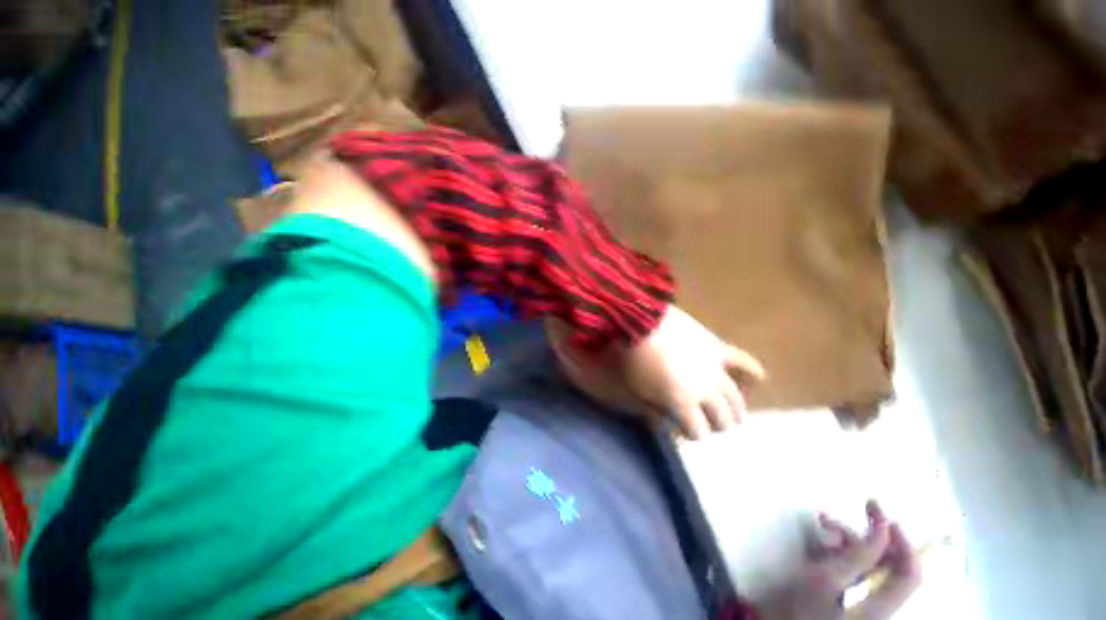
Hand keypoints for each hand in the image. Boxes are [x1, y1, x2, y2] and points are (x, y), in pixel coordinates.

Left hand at [547, 305, 764, 438]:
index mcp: (683, 403)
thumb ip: (652, 410)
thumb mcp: (635, 390)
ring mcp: (715, 368)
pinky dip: (751, 371)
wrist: (639, 319)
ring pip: (736, 397)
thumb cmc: (631, 357)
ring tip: (730, 412)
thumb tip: (665, 425)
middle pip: (723, 418)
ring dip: (734, 408)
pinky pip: (742, 361)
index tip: (683, 430)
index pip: (699, 432)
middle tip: (706, 421)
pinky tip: (759, 378)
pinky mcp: (716, 347)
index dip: (692, 434)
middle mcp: (706, 389)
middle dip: (716, 424)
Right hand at [759, 502, 921, 619]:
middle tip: (835, 515)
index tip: (883, 515)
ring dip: (847, 540)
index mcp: (881, 606)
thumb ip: (859, 555)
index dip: (901, 542)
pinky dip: (841, 552)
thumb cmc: (802, 606)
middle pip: (886, 565)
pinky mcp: (849, 598)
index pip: (909, 573)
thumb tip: (883, 527)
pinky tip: (822, 540)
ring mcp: (864, 602)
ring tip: (823, 523)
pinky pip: (855, 570)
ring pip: (869, 564)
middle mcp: (880, 604)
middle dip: (862, 536)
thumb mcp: (827, 578)